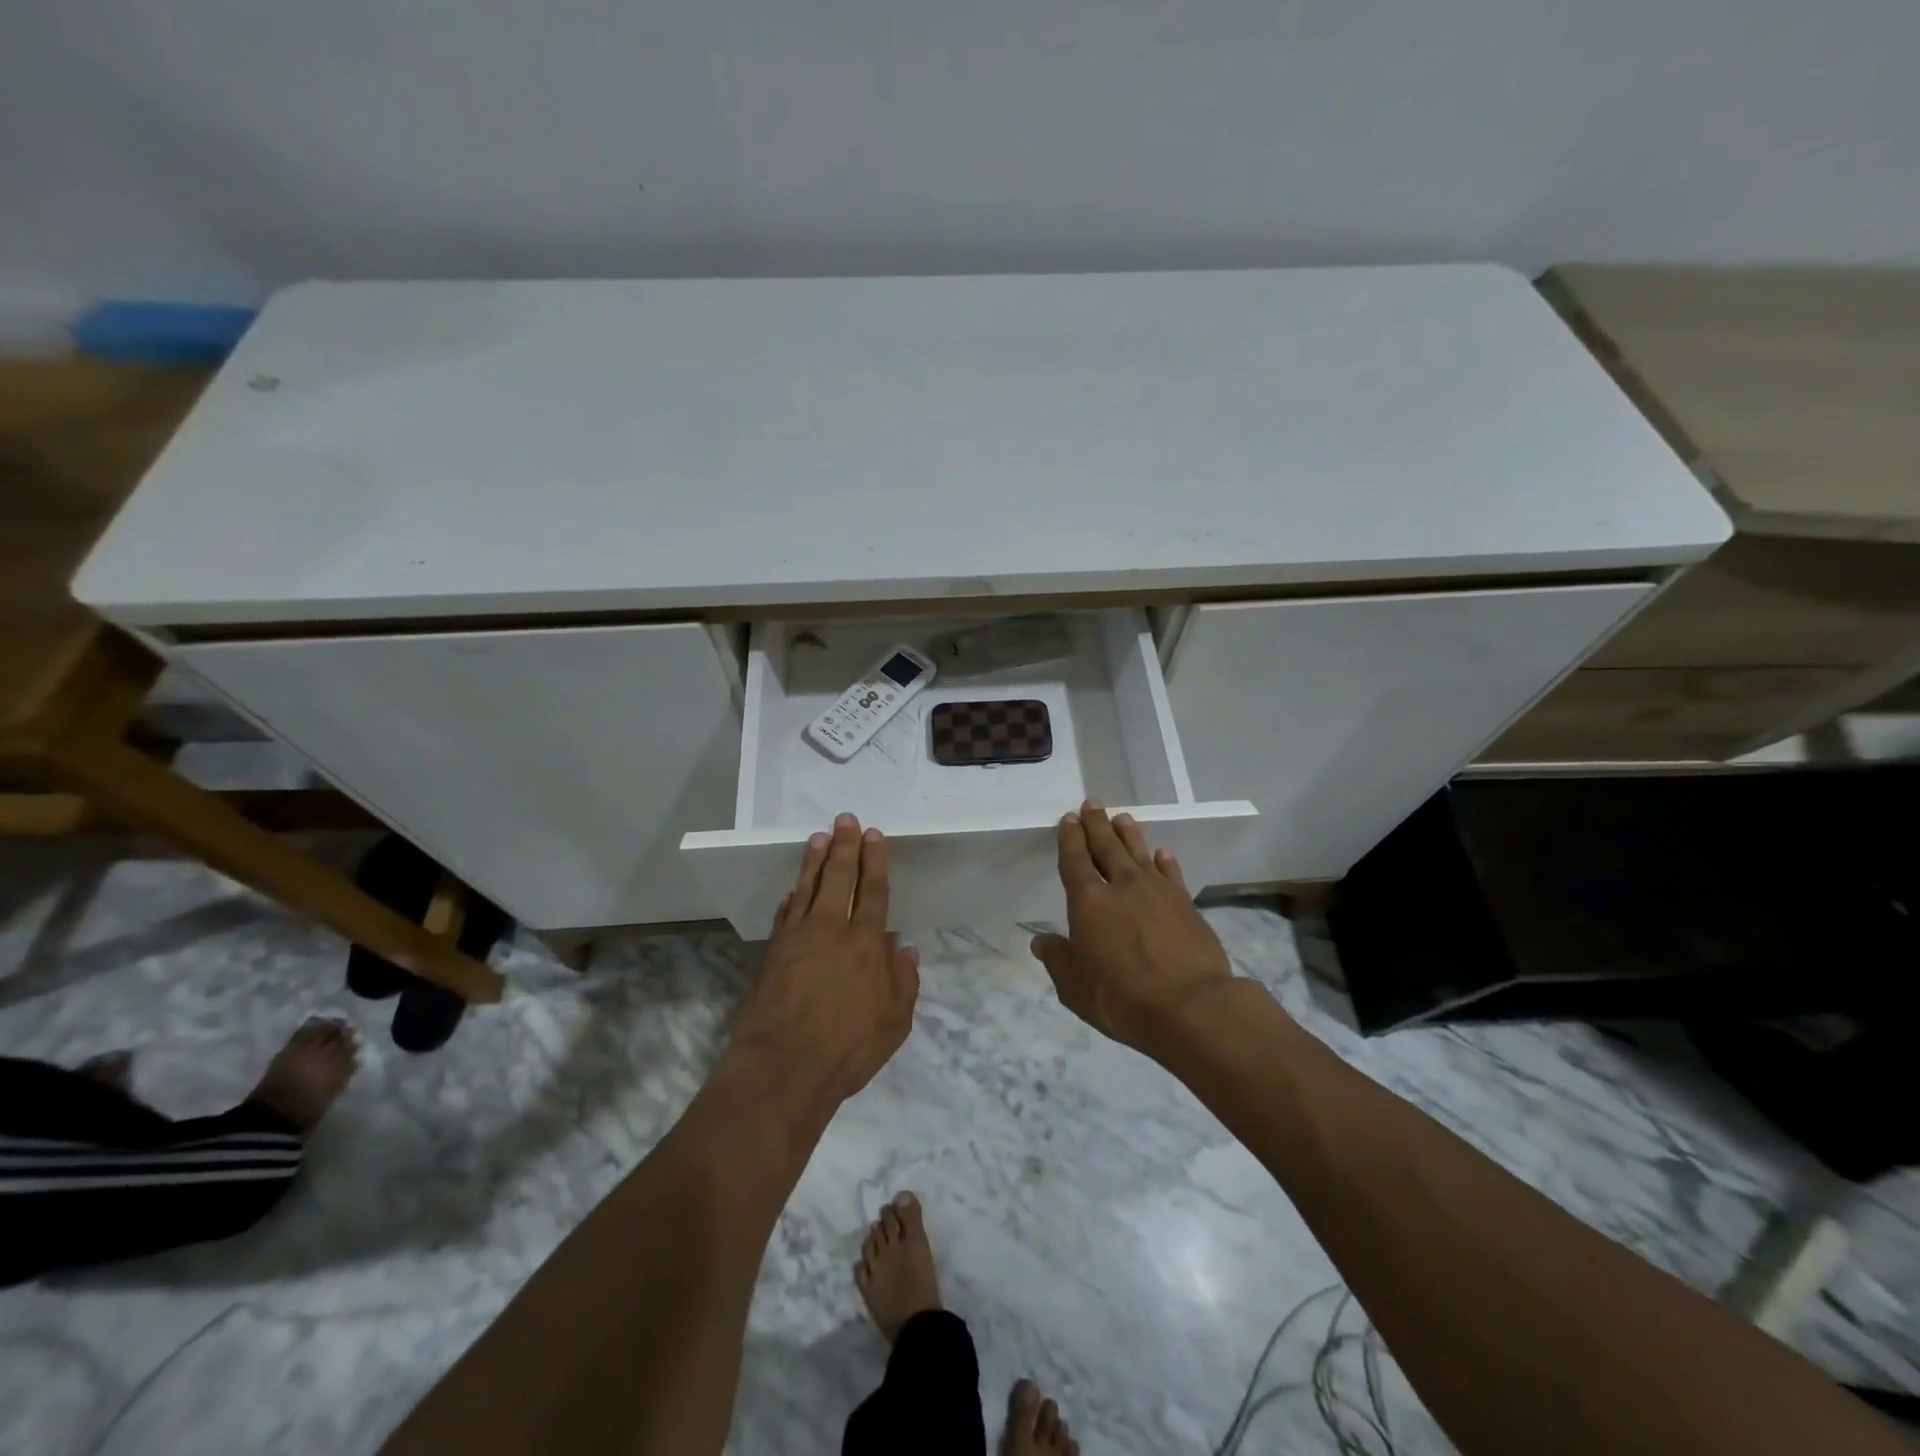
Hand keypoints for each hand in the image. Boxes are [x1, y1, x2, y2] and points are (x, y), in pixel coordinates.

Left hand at [726, 813, 919, 1106]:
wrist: (783, 1067)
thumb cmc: (848, 1047)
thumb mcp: (895, 1021)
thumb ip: (904, 981)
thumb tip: (904, 949)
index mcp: (866, 942)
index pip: (872, 890)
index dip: (874, 860)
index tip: (873, 834)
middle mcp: (831, 929)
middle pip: (838, 877)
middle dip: (844, 846)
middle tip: (845, 819)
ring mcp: (797, 937)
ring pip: (807, 887)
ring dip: (815, 859)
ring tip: (819, 837)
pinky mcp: (772, 951)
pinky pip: (785, 913)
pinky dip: (791, 896)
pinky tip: (793, 888)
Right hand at [1030, 802, 1234, 1057]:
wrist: (1191, 1006)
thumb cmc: (1122, 998)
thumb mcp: (1075, 987)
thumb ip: (1058, 959)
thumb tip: (1040, 941)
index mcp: (1088, 902)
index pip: (1075, 860)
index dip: (1070, 838)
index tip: (1068, 819)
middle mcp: (1122, 886)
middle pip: (1107, 846)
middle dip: (1097, 824)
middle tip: (1092, 804)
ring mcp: (1157, 892)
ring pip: (1139, 852)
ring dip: (1129, 834)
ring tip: (1122, 818)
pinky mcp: (1185, 904)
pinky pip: (1171, 874)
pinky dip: (1165, 861)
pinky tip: (1162, 853)